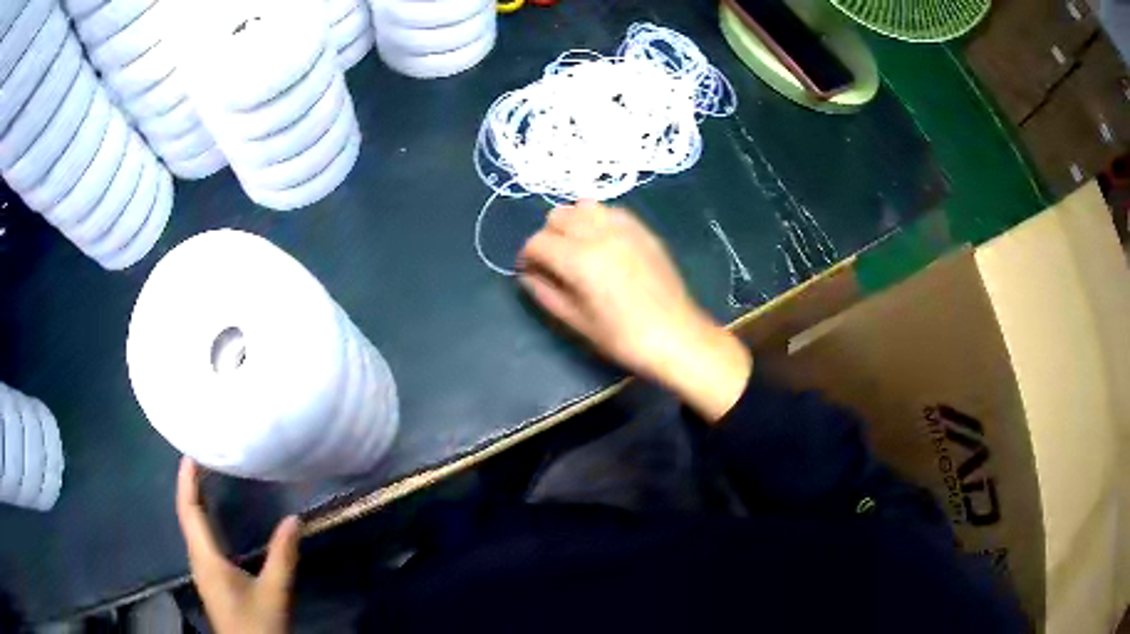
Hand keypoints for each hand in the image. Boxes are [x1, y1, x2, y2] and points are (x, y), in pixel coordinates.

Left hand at [176, 458, 300, 633]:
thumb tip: (294, 519)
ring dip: (193, 501)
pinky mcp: (209, 578)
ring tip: (204, 479)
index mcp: (206, 558)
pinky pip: (198, 538)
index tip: (191, 454)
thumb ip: (282, 557)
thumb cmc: (258, 624)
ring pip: (190, 527)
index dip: (187, 482)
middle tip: (200, 459)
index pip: (189, 511)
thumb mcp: (274, 593)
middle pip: (185, 515)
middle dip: (189, 486)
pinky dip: (200, 519)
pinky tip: (213, 519)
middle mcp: (198, 559)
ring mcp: (202, 570)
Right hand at [518, 201, 751, 420]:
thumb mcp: (577, 322)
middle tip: (553, 263)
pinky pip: (610, 211)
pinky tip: (602, 244)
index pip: (537, 242)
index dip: (527, 257)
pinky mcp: (643, 230)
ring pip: (583, 206)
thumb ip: (546, 294)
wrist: (676, 336)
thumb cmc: (623, 338)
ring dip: (572, 223)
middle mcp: (600, 234)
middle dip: (548, 237)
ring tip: (577, 248)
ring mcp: (625, 228)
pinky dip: (597, 220)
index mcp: (580, 260)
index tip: (530, 272)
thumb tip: (527, 276)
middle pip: (557, 216)